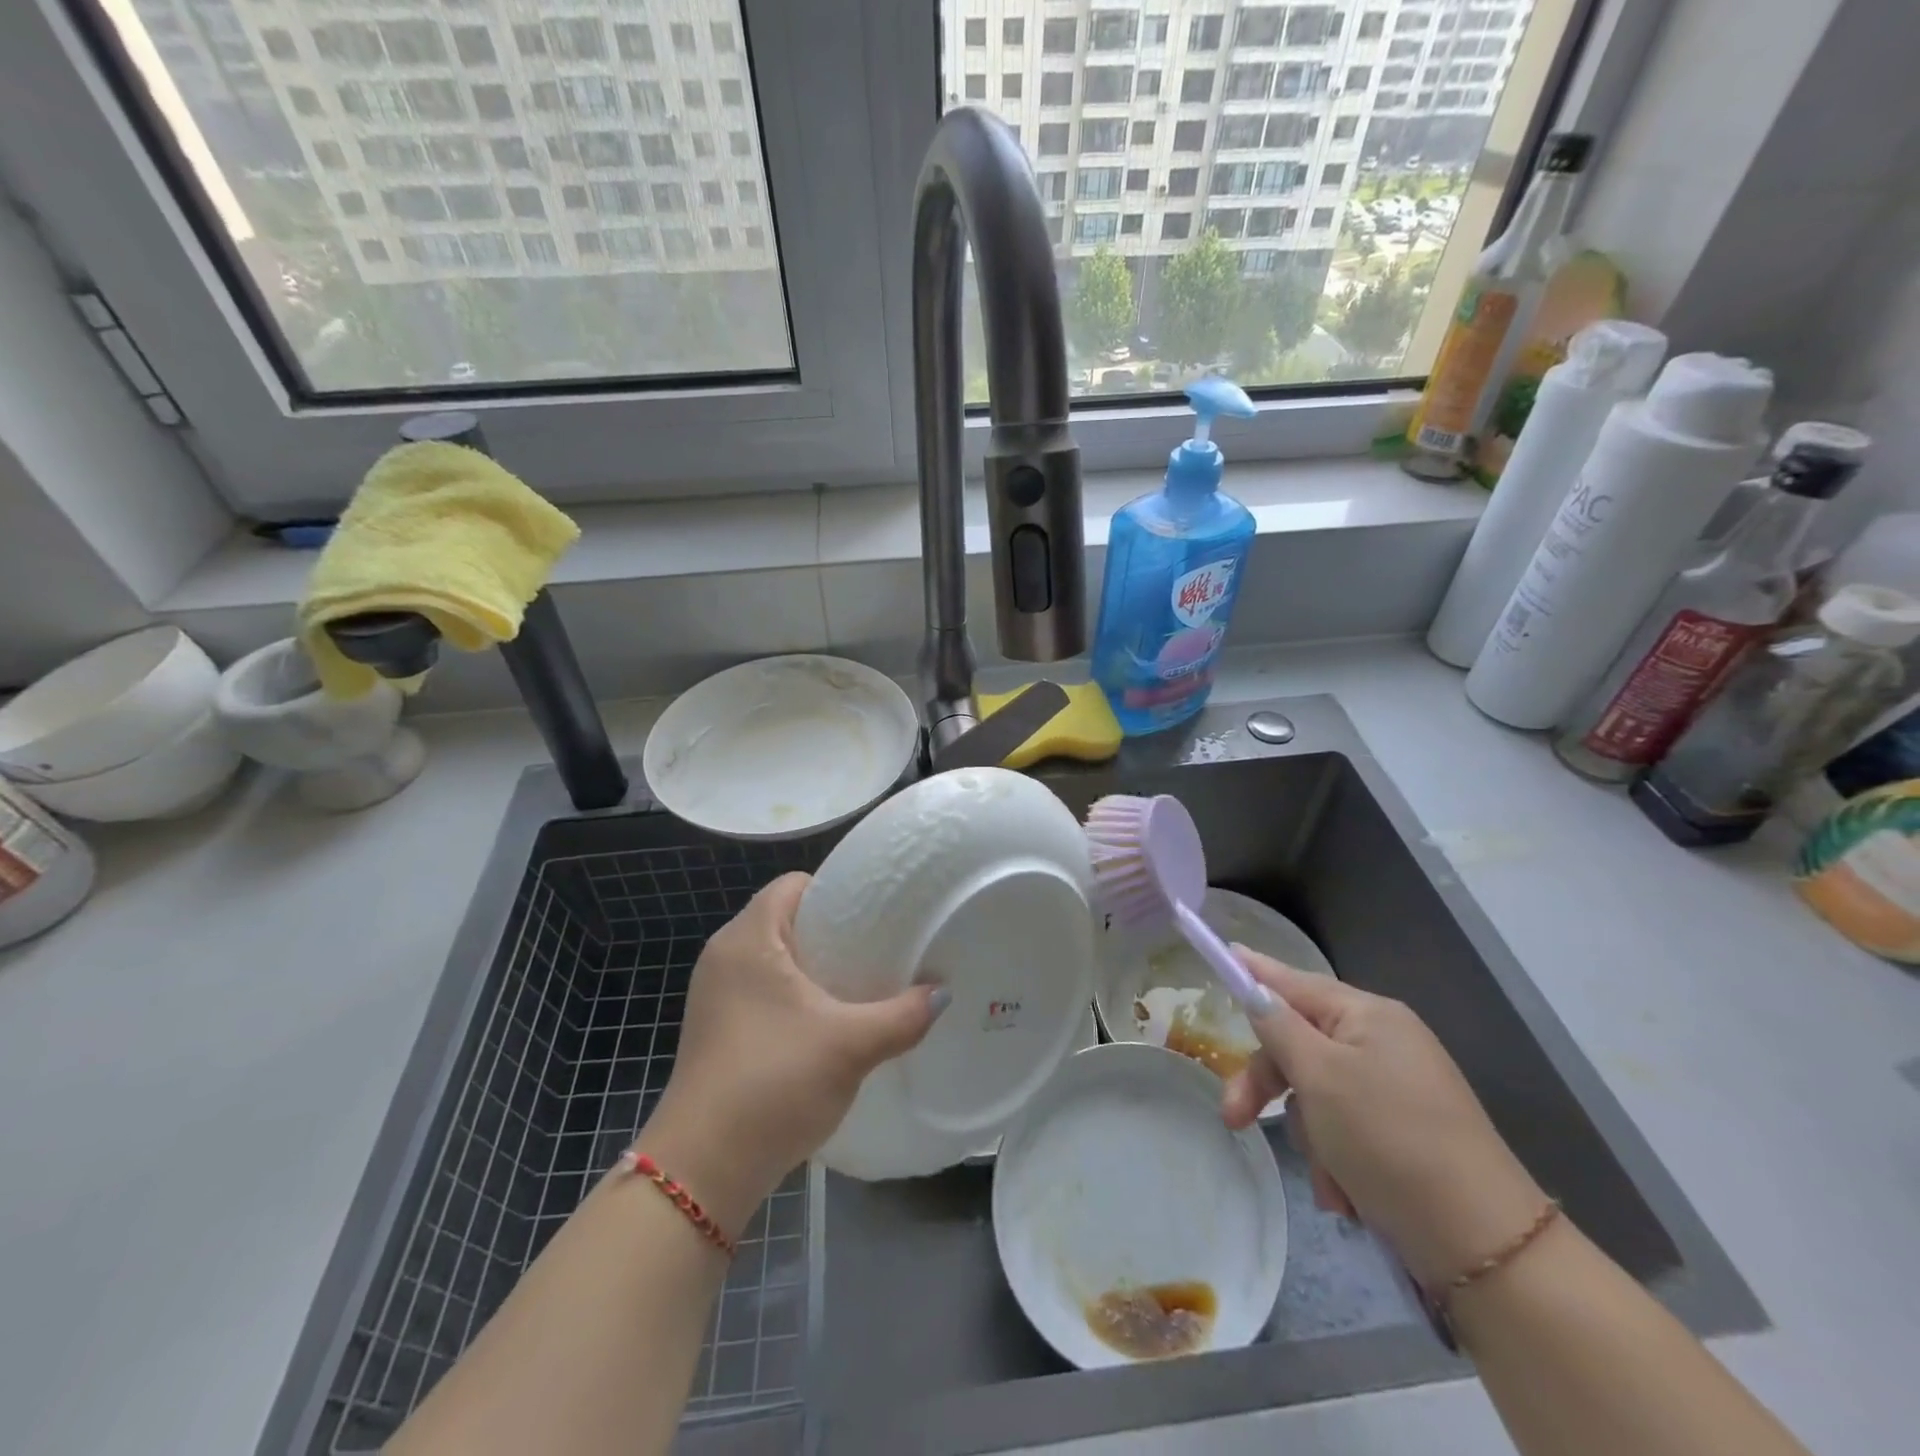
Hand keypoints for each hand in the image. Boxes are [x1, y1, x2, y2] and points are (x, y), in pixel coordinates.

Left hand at [634, 873, 945, 1231]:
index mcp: (748, 938)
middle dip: (834, 929)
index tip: (878, 911)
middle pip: (787, 919)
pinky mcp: (717, 1028)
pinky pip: (764, 990)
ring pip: (776, 958)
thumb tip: (943, 994)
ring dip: (816, 966)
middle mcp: (725, 956)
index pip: (794, 884)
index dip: (837, 889)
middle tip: (881, 946)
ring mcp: (716, 995)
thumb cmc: (772, 1084)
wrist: (702, 1171)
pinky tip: (830, 1021)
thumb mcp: (849, 1046)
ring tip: (862, 982)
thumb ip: (902, 1015)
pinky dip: (796, 994)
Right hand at [1224, 948, 1546, 1289]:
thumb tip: (1254, 986)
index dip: (1254, 972)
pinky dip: (1337, 1161)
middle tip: (1234, 1119)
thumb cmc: (1389, 1139)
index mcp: (1368, 1015)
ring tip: (1331, 1181)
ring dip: (1311, 1137)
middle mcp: (1383, 1043)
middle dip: (1269, 1087)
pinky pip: (1345, 1130)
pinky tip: (1347, 1195)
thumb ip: (1278, 1026)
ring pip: (1317, 1094)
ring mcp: (1396, 1090)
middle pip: (1299, 1045)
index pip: (1294, 981)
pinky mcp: (1403, 1134)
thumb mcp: (1320, 1076)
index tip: (1222, 954)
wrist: (1484, 1245)